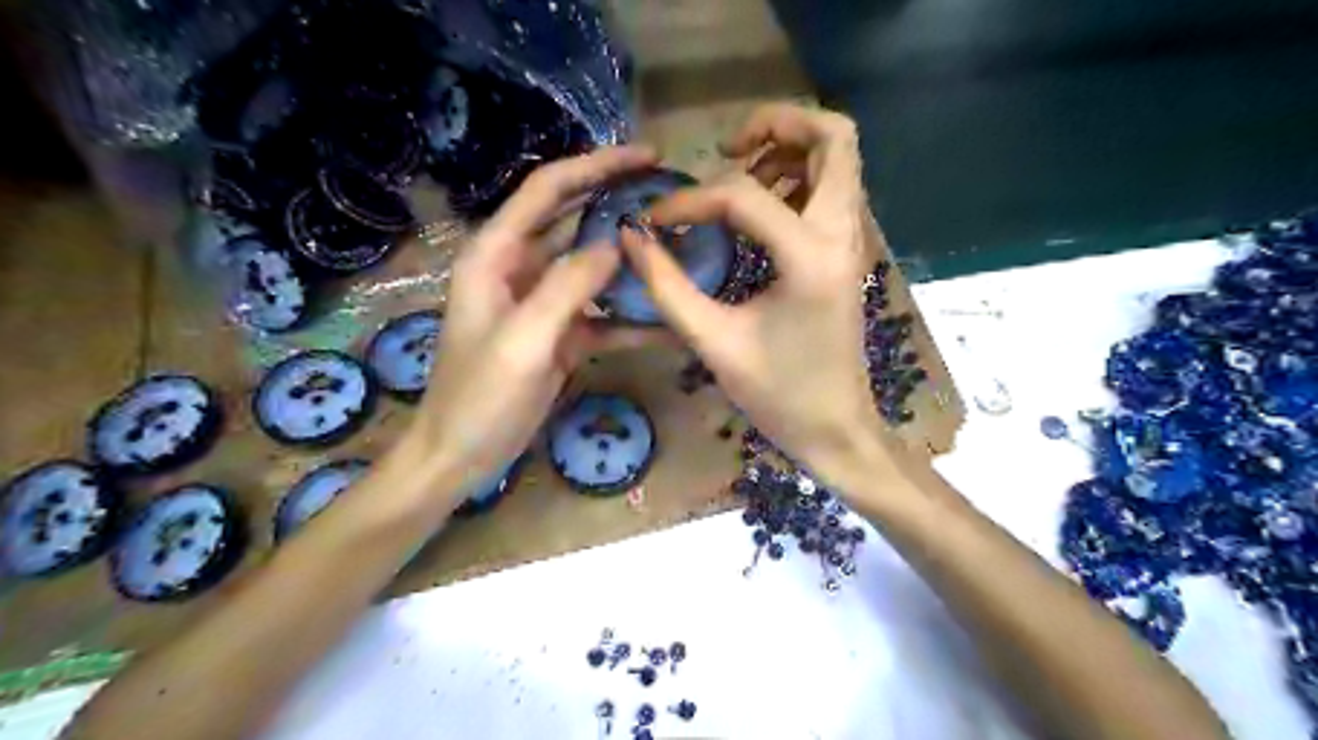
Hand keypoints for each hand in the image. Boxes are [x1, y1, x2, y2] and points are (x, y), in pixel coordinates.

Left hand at [390, 144, 657, 501]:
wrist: (460, 455)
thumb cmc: (479, 397)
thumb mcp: (523, 340)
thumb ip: (568, 287)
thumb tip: (616, 244)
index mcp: (497, 255)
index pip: (549, 190)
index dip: (598, 166)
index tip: (649, 157)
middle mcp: (519, 268)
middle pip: (575, 221)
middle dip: (620, 205)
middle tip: (672, 199)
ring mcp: (541, 303)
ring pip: (592, 268)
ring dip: (630, 262)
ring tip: (679, 253)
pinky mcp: (559, 335)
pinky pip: (600, 315)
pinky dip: (630, 316)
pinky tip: (666, 320)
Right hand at [616, 103, 882, 492]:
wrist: (836, 429)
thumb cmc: (778, 395)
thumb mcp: (714, 342)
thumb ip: (667, 286)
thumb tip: (632, 237)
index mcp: (809, 258)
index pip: (743, 196)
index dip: (690, 201)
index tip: (656, 223)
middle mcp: (841, 235)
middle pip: (832, 137)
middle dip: (777, 126)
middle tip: (727, 152)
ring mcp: (852, 242)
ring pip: (839, 159)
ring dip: (790, 149)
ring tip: (740, 174)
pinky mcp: (847, 254)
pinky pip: (833, 189)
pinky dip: (799, 178)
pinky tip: (761, 210)